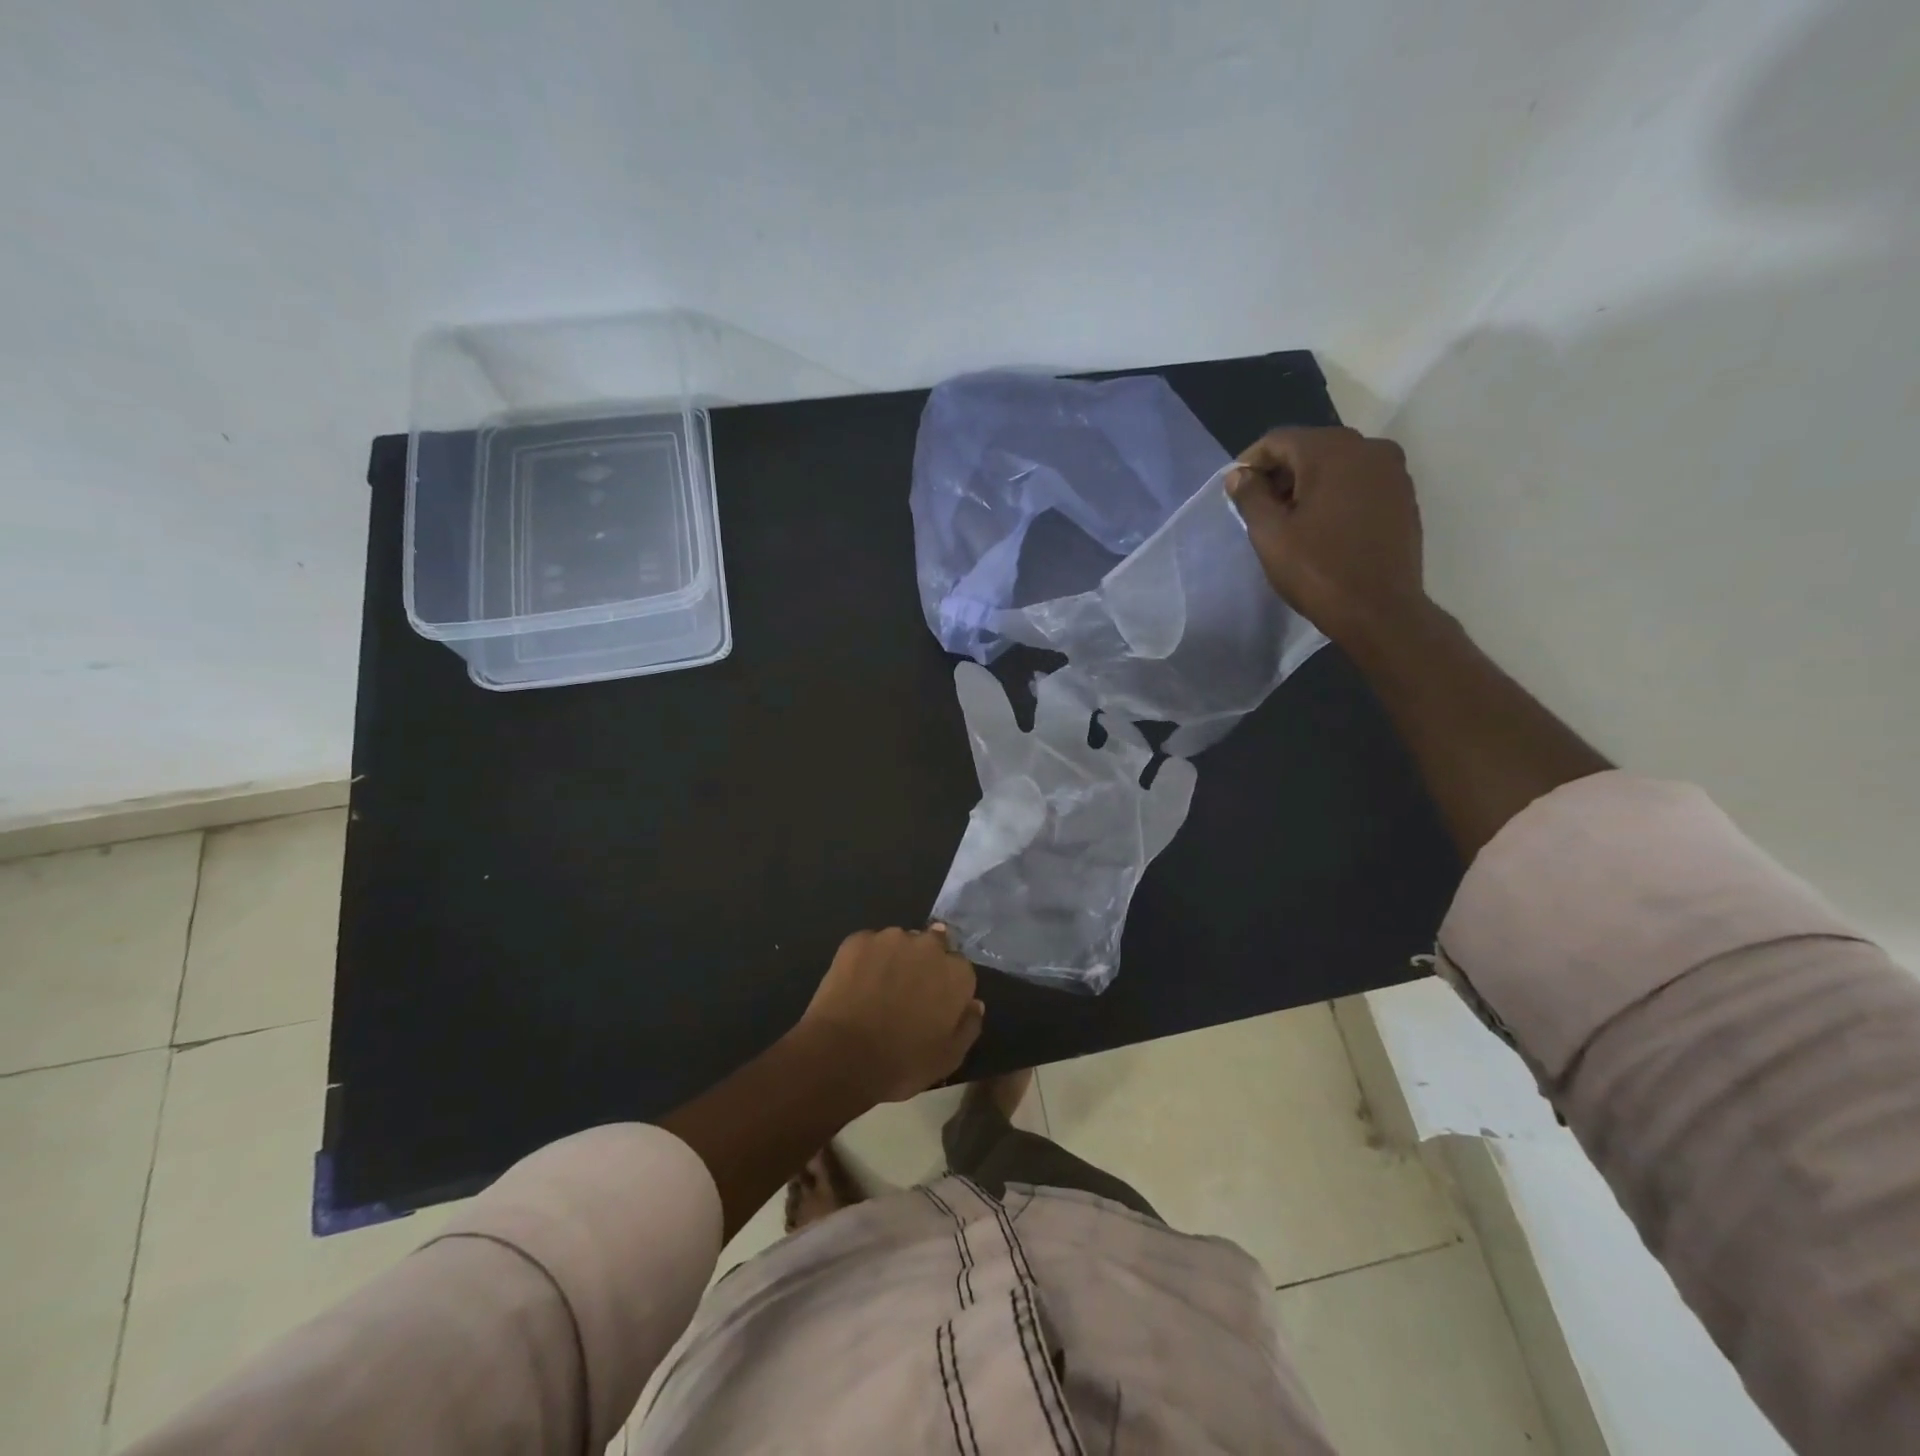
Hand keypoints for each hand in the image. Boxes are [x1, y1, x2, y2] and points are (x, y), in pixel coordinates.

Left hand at [798, 926, 983, 1102]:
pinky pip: (868, 945)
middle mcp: (928, 945)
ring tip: (877, 988)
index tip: (933, 1002)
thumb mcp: (948, 1058)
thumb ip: (968, 1026)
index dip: (946, 985)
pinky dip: (866, 959)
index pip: (959, 967)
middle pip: (932, 945)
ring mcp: (891, 938)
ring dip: (894, 958)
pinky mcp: (859, 939)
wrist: (843, 1056)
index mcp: (956, 973)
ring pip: (899, 942)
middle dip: (923, 963)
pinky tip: (855, 984)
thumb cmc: (902, 1063)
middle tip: (906, 992)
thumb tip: (974, 1003)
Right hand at [1226, 427, 1430, 648]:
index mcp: (1331, 452)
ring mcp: (1392, 470)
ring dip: (1308, 482)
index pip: (1279, 439)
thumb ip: (1250, 496)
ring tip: (1289, 518)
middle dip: (1281, 471)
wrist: (1380, 610)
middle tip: (1259, 507)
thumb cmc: (1318, 570)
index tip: (1235, 489)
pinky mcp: (1403, 494)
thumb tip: (1239, 475)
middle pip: (1310, 446)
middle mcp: (1368, 447)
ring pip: (1337, 462)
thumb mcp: (1270, 535)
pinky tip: (1322, 524)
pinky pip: (1359, 480)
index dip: (1251, 462)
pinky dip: (1335, 492)